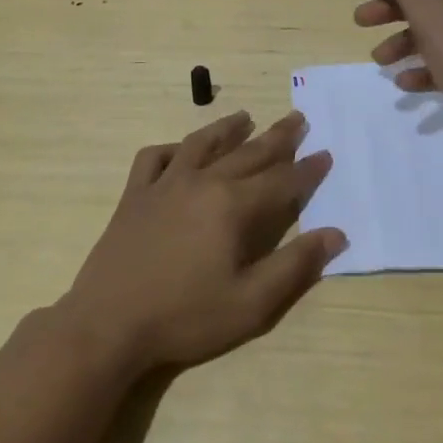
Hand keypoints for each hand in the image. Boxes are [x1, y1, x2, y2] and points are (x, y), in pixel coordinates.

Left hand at [57, 110, 343, 375]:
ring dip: (227, 128)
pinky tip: (180, 151)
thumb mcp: (250, 303)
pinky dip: (171, 149)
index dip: (307, 170)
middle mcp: (202, 182)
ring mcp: (164, 184)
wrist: (107, 325)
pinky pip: (154, 158)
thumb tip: (335, 233)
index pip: (281, 181)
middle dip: (277, 137)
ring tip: (245, 117)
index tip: (326, 154)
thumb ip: (295, 266)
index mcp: (232, 205)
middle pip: (248, 153)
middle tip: (298, 119)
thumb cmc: (184, 317)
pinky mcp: (134, 195)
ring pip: (201, 143)